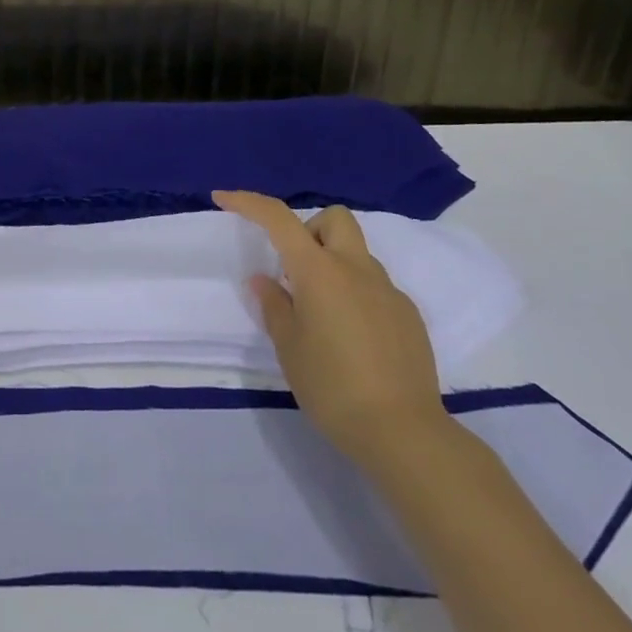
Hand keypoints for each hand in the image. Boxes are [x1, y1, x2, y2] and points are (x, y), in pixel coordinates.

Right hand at [215, 191, 450, 468]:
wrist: (403, 432)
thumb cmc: (332, 386)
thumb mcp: (289, 347)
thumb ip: (274, 305)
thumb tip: (265, 281)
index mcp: (319, 271)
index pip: (279, 219)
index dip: (248, 202)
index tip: (223, 199)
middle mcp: (357, 270)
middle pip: (334, 219)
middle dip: (309, 229)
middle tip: (293, 268)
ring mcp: (389, 292)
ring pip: (356, 254)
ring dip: (332, 264)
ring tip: (320, 313)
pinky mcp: (408, 316)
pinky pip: (375, 286)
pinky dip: (355, 294)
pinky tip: (351, 338)